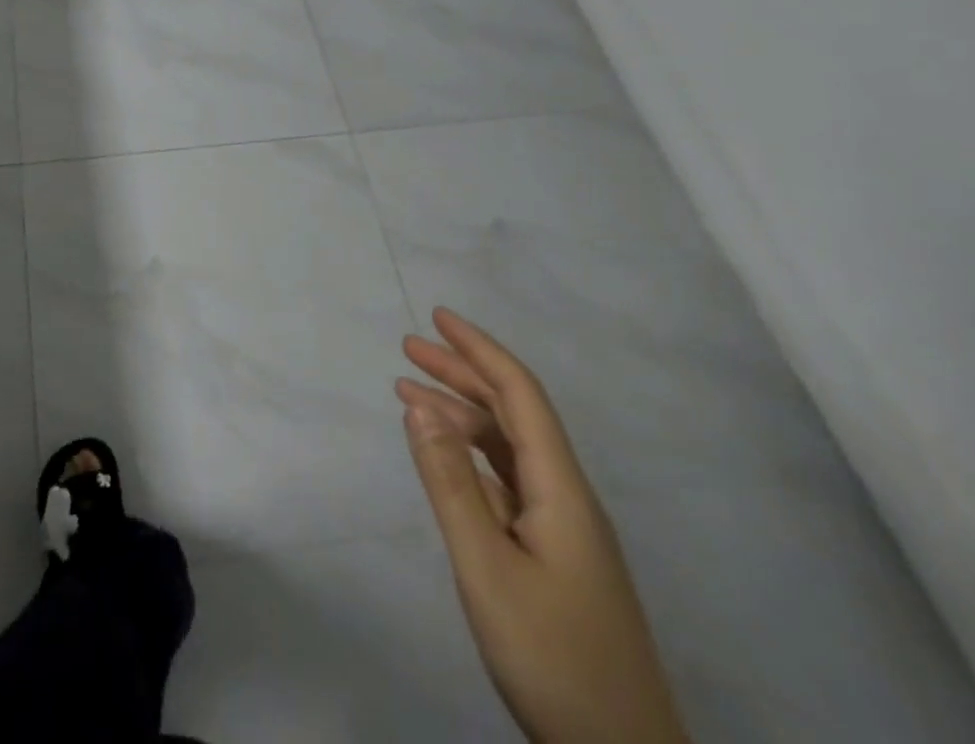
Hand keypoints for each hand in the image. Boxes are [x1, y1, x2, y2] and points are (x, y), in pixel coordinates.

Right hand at [398, 306, 689, 743]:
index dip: (479, 349)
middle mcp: (566, 495)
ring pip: (507, 448)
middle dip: (462, 373)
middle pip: (512, 413)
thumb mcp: (486, 567)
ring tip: (410, 394)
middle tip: (408, 349)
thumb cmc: (552, 657)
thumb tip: (419, 405)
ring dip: (460, 414)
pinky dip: (469, 455)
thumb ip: (450, 482)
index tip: (437, 318)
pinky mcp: (554, 556)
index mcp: (560, 488)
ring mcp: (563, 529)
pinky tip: (444, 457)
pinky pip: (506, 482)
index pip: (519, 393)